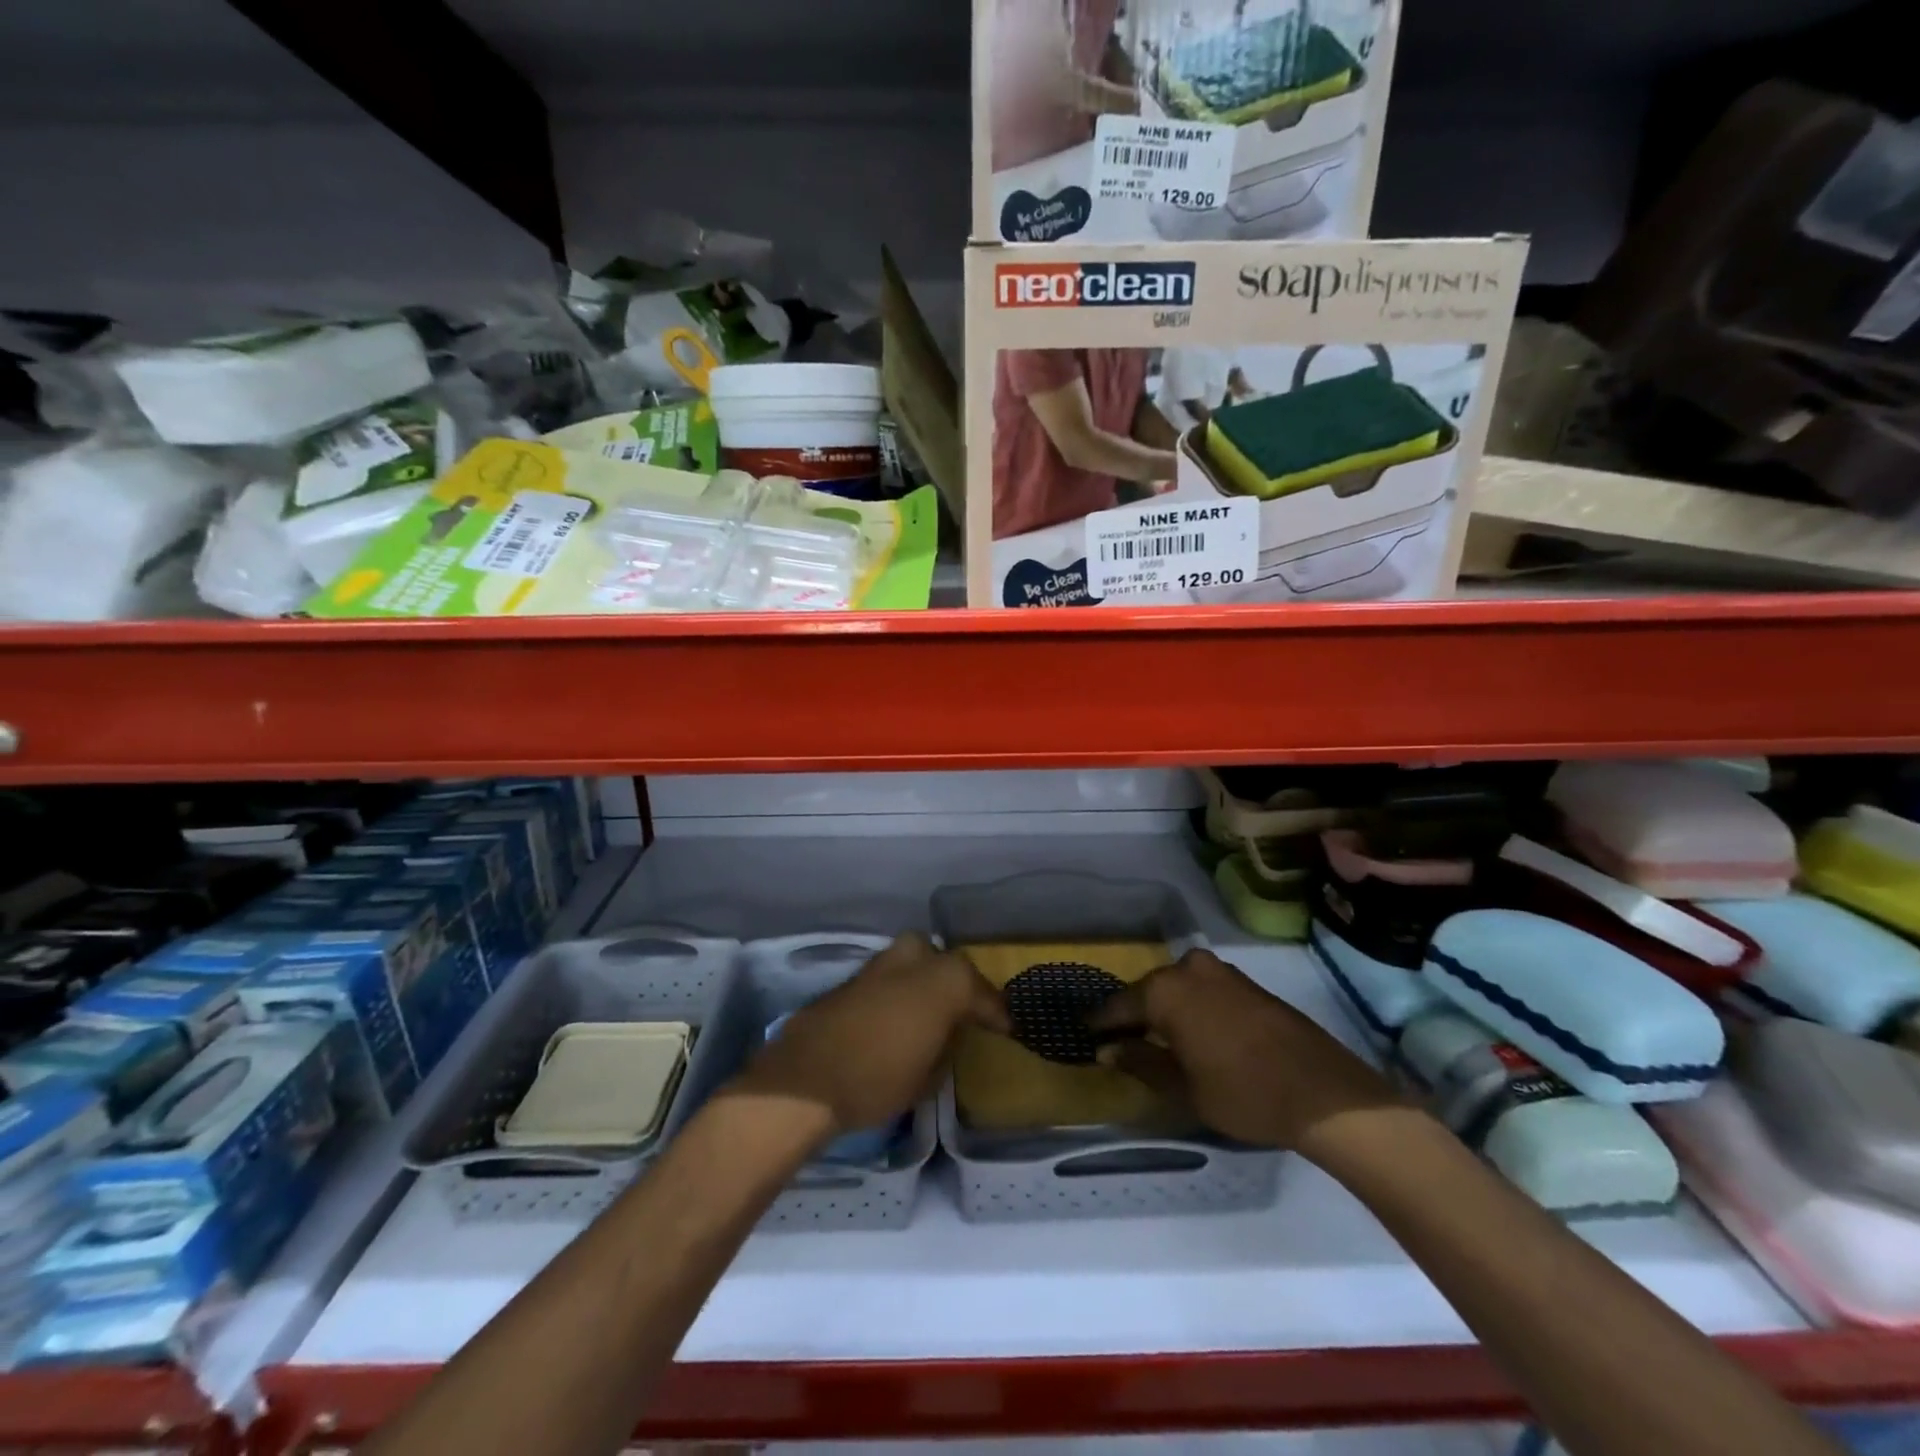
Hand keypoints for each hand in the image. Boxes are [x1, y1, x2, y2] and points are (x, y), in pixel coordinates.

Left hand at [731, 934, 1007, 1136]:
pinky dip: (896, 991)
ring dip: (923, 981)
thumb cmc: (877, 1080)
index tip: (1006, 1028)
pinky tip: (893, 1017)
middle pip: (945, 962)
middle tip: (960, 1010)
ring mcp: (879, 965)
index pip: (982, 992)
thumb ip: (944, 1048)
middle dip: (955, 982)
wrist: (805, 1079)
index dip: (996, 1012)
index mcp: (944, 981)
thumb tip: (946, 1036)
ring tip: (926, 1013)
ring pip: (912, 960)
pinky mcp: (851, 977)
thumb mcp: (928, 1078)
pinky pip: (887, 977)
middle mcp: (914, 960)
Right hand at [1087, 949, 1397, 1153]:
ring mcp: (1222, 972)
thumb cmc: (1242, 1093)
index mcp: (1165, 990)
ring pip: (1179, 988)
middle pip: (1149, 991)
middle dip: (1135, 1015)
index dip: (1102, 1024)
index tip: (1086, 1035)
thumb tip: (1109, 1049)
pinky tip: (1195, 1033)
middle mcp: (1188, 969)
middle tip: (1121, 1041)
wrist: (1324, 1093)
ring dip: (1166, 1010)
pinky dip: (1193, 1008)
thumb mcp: (1182, 1088)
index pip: (1119, 1005)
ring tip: (1157, 1039)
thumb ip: (1141, 1062)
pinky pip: (1205, 991)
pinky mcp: (1248, 984)